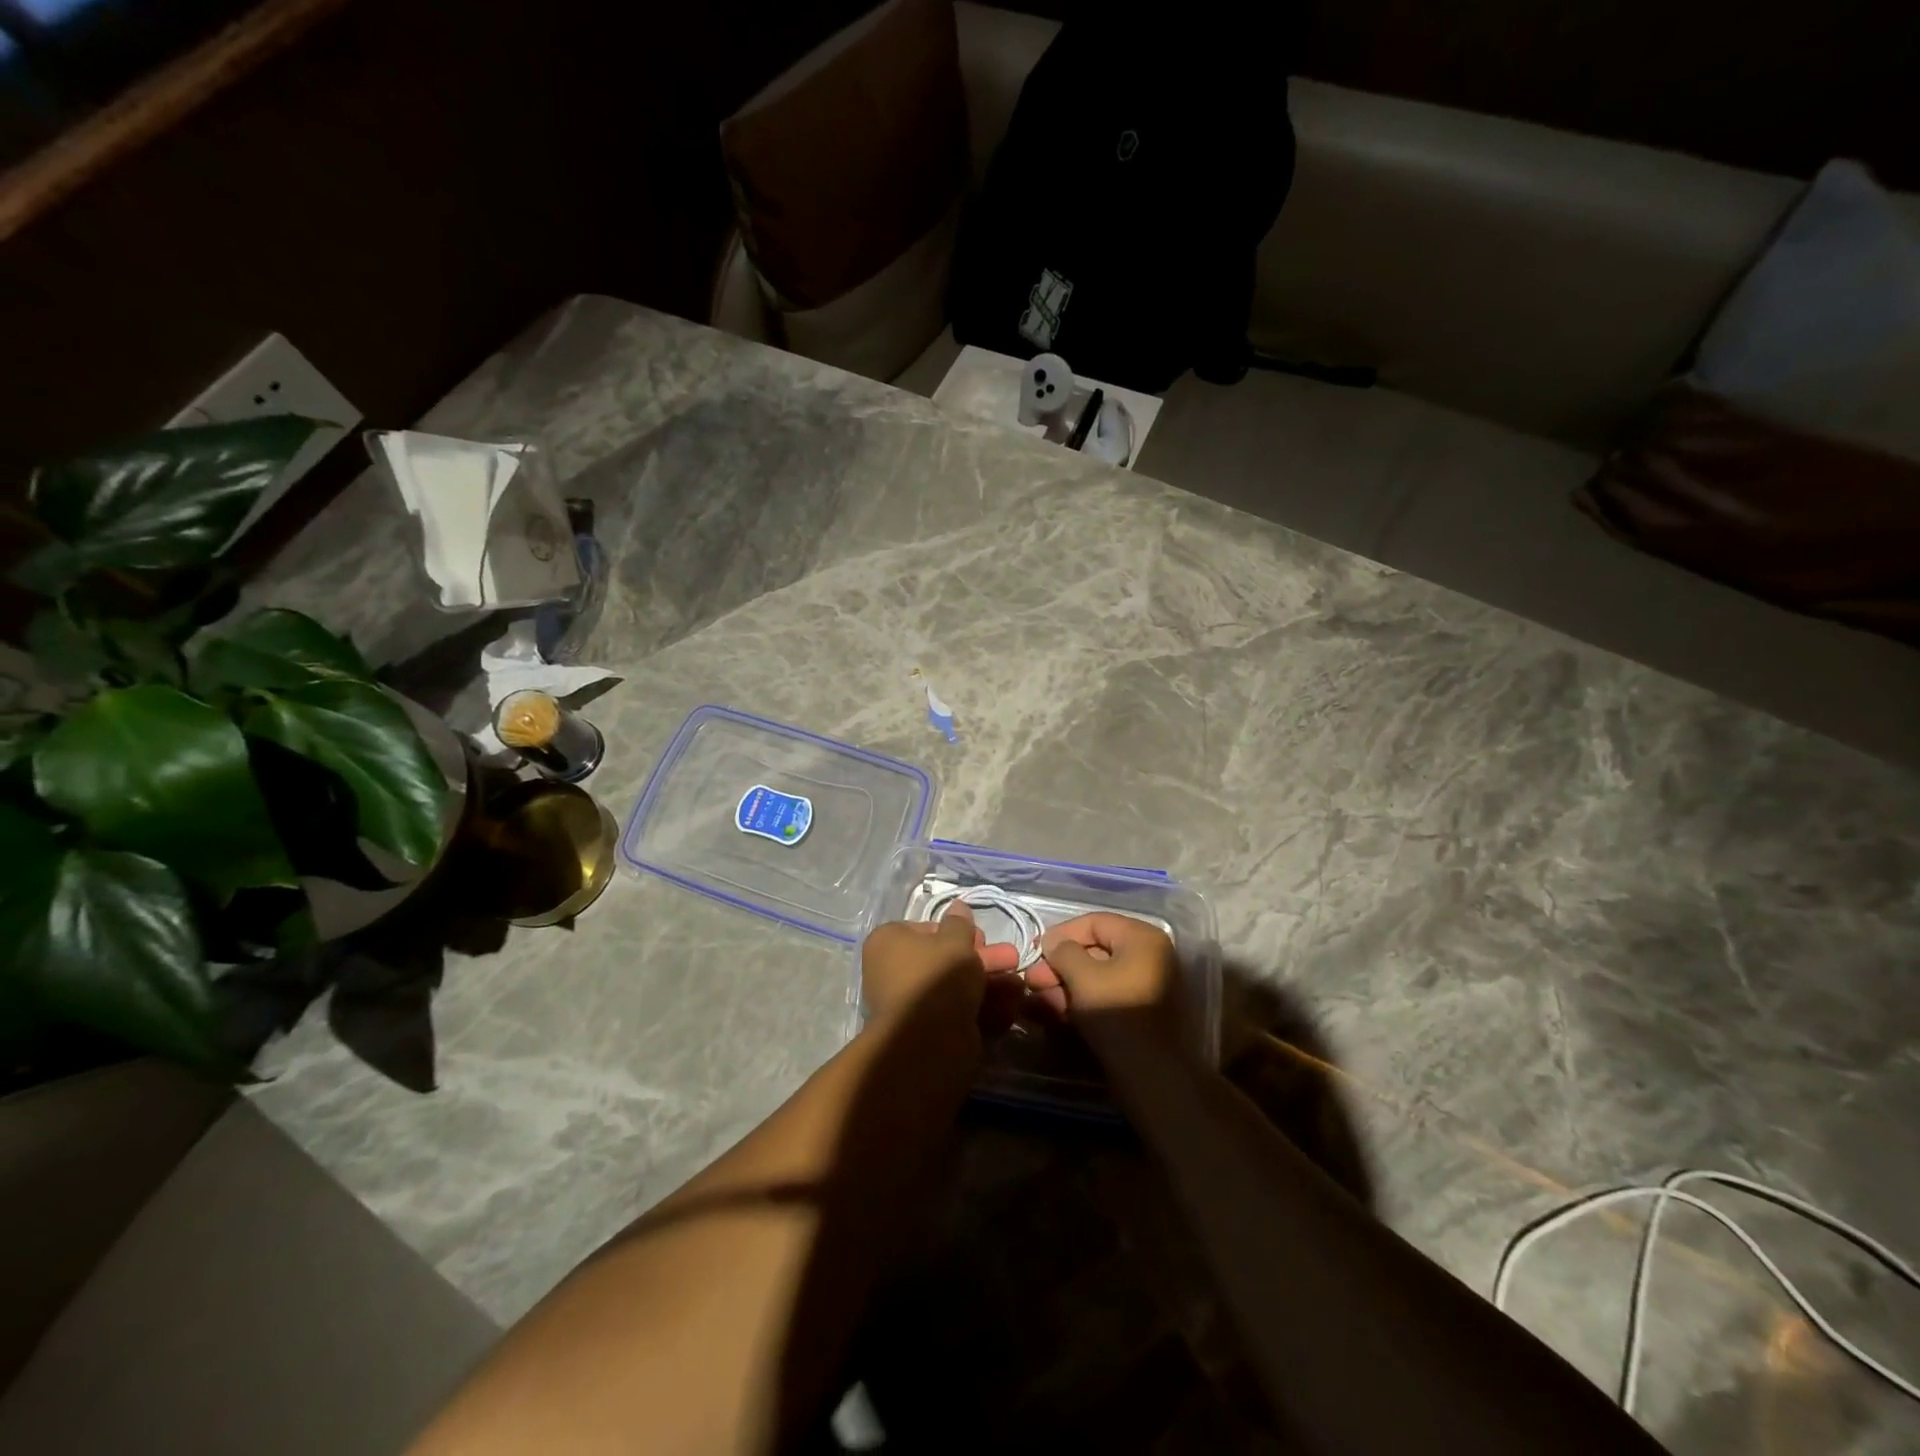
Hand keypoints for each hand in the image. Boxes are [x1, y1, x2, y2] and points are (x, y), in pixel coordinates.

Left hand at [861, 902, 1023, 1038]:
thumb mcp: (955, 939)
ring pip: (955, 987)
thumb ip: (960, 923)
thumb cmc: (937, 975)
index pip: (926, 929)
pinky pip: (957, 1012)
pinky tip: (1010, 1006)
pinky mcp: (927, 1032)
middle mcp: (893, 972)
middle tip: (1011, 959)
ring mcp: (910, 1005)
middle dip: (983, 959)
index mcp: (888, 943)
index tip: (981, 937)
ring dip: (989, 983)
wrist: (928, 1040)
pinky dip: (983, 1008)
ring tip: (1018, 984)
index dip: (957, 932)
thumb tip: (957, 907)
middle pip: (945, 960)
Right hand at [1025, 912, 1189, 1062]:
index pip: (1094, 923)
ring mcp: (1147, 983)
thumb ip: (1063, 951)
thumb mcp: (1082, 976)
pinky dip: (1082, 999)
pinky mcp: (1140, 1010)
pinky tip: (1056, 1010)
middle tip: (1033, 980)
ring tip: (1039, 998)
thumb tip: (1053, 943)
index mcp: (1142, 937)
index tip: (1035, 951)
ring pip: (1097, 975)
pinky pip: (1106, 994)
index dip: (1061, 934)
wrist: (1151, 1074)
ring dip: (1066, 984)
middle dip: (1060, 965)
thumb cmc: (1117, 1014)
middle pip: (1095, 949)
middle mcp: (1149, 954)